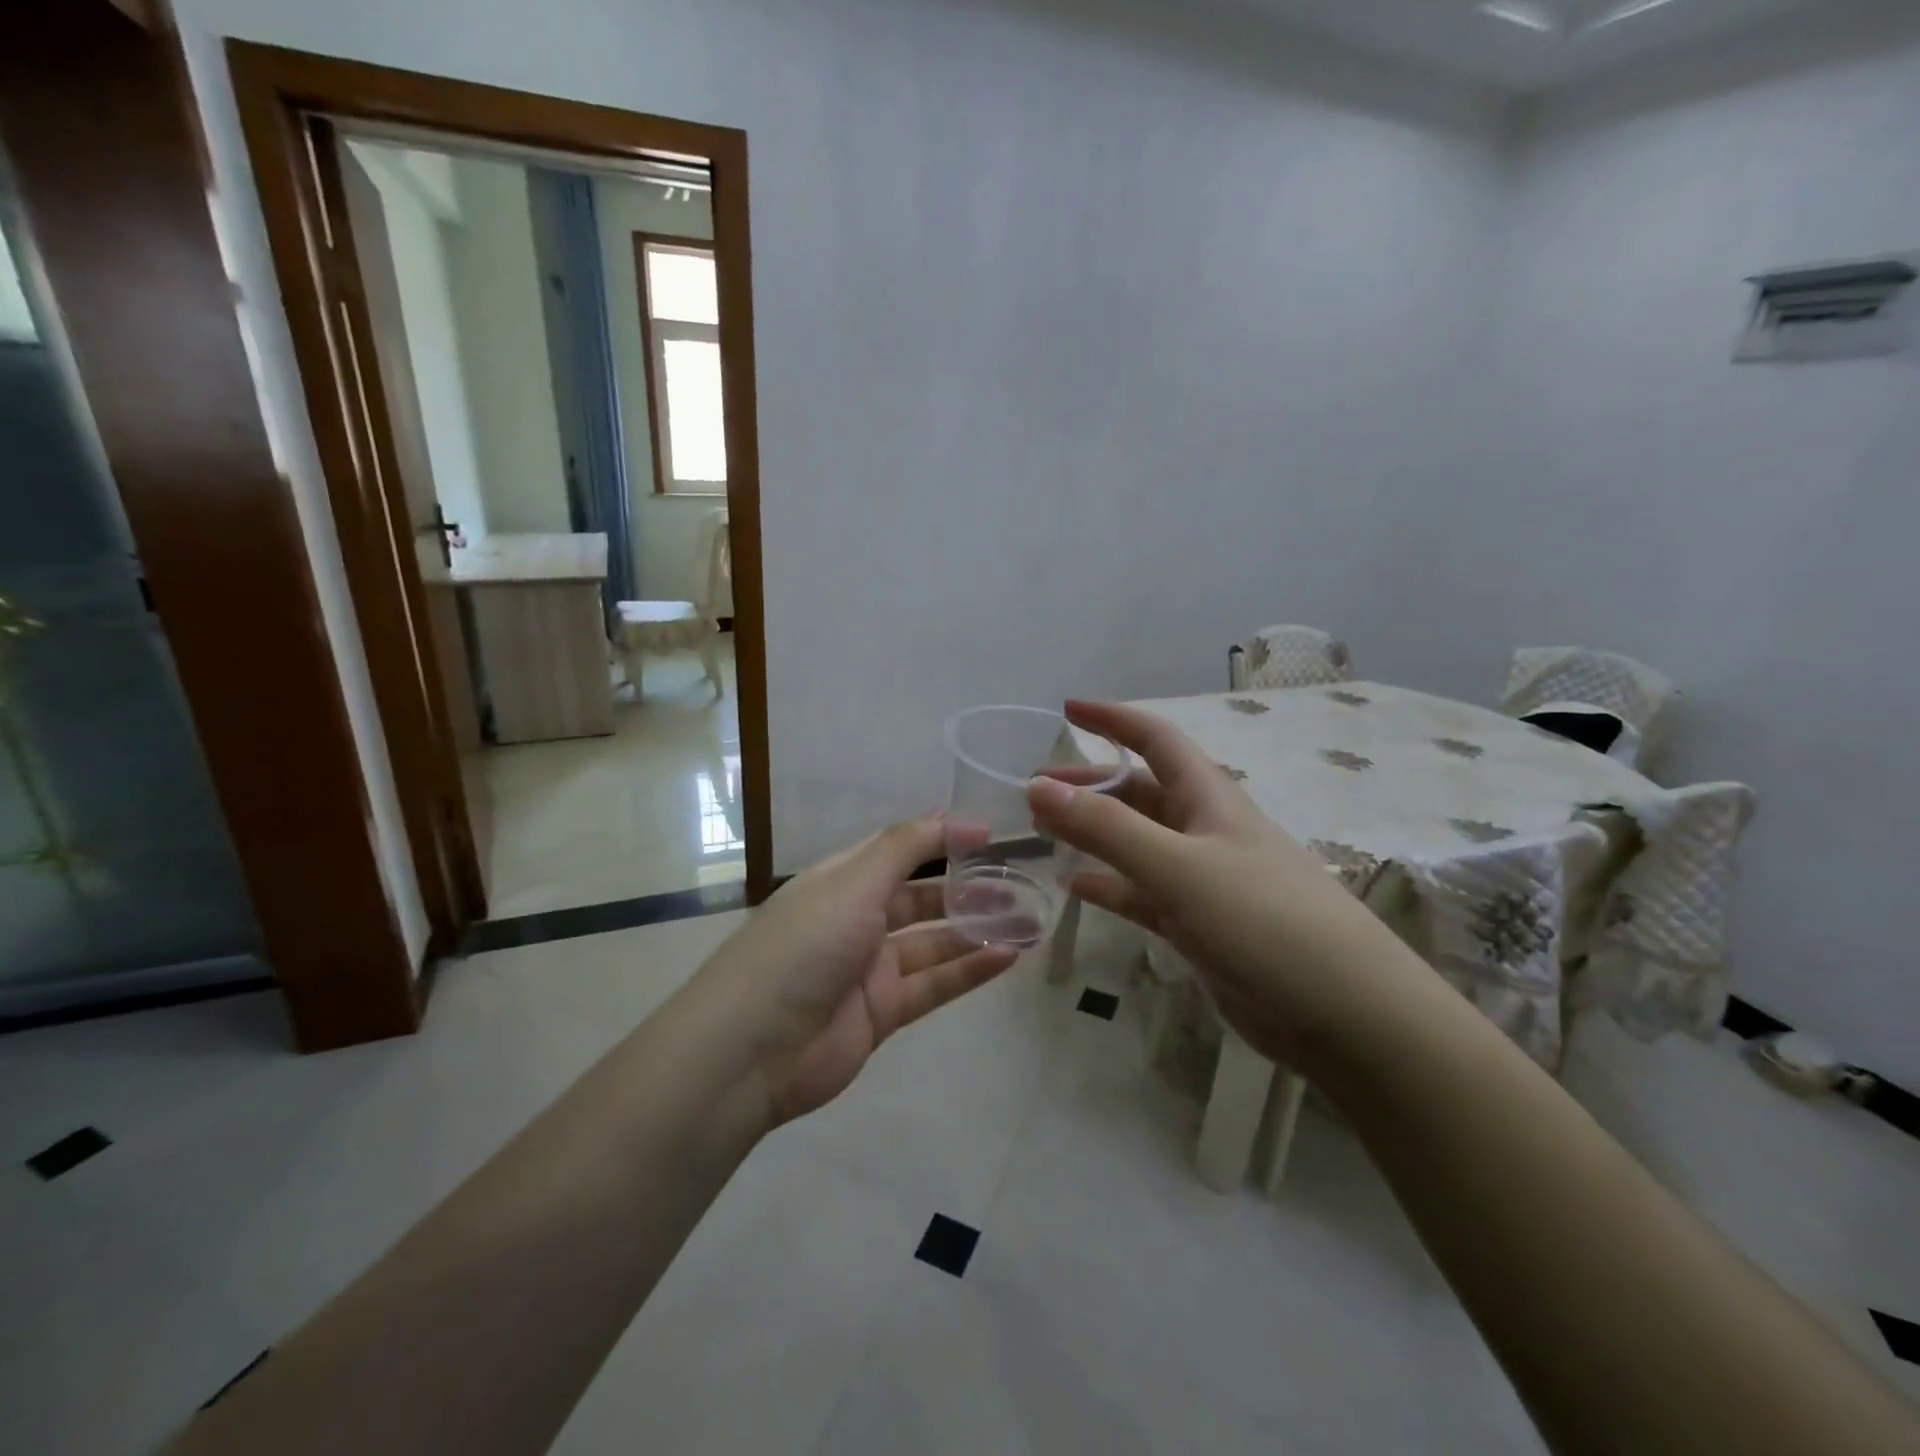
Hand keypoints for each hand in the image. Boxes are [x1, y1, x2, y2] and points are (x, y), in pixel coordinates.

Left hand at [703, 816, 1019, 1125]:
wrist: (752, 1049)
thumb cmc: (804, 945)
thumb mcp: (854, 882)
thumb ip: (906, 847)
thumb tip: (954, 816)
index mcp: (841, 881)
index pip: (898, 850)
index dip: (941, 838)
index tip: (989, 834)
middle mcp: (856, 919)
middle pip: (921, 897)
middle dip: (967, 888)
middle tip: (1018, 881)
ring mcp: (870, 968)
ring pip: (934, 942)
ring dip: (977, 929)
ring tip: (1028, 918)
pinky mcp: (883, 1012)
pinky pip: (935, 984)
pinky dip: (970, 970)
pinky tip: (1009, 955)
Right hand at [1028, 701, 1416, 1069]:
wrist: (1345, 1012)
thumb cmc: (1264, 920)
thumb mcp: (1178, 867)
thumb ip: (1107, 828)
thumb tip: (1037, 786)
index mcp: (1209, 798)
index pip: (1155, 738)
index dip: (1112, 719)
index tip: (1066, 709)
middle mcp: (1205, 830)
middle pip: (1139, 792)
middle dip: (1090, 785)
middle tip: (1036, 792)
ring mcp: (1203, 880)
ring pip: (1137, 843)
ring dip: (1095, 834)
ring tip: (1044, 834)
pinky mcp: (1200, 925)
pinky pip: (1143, 894)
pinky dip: (1110, 886)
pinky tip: (1076, 888)